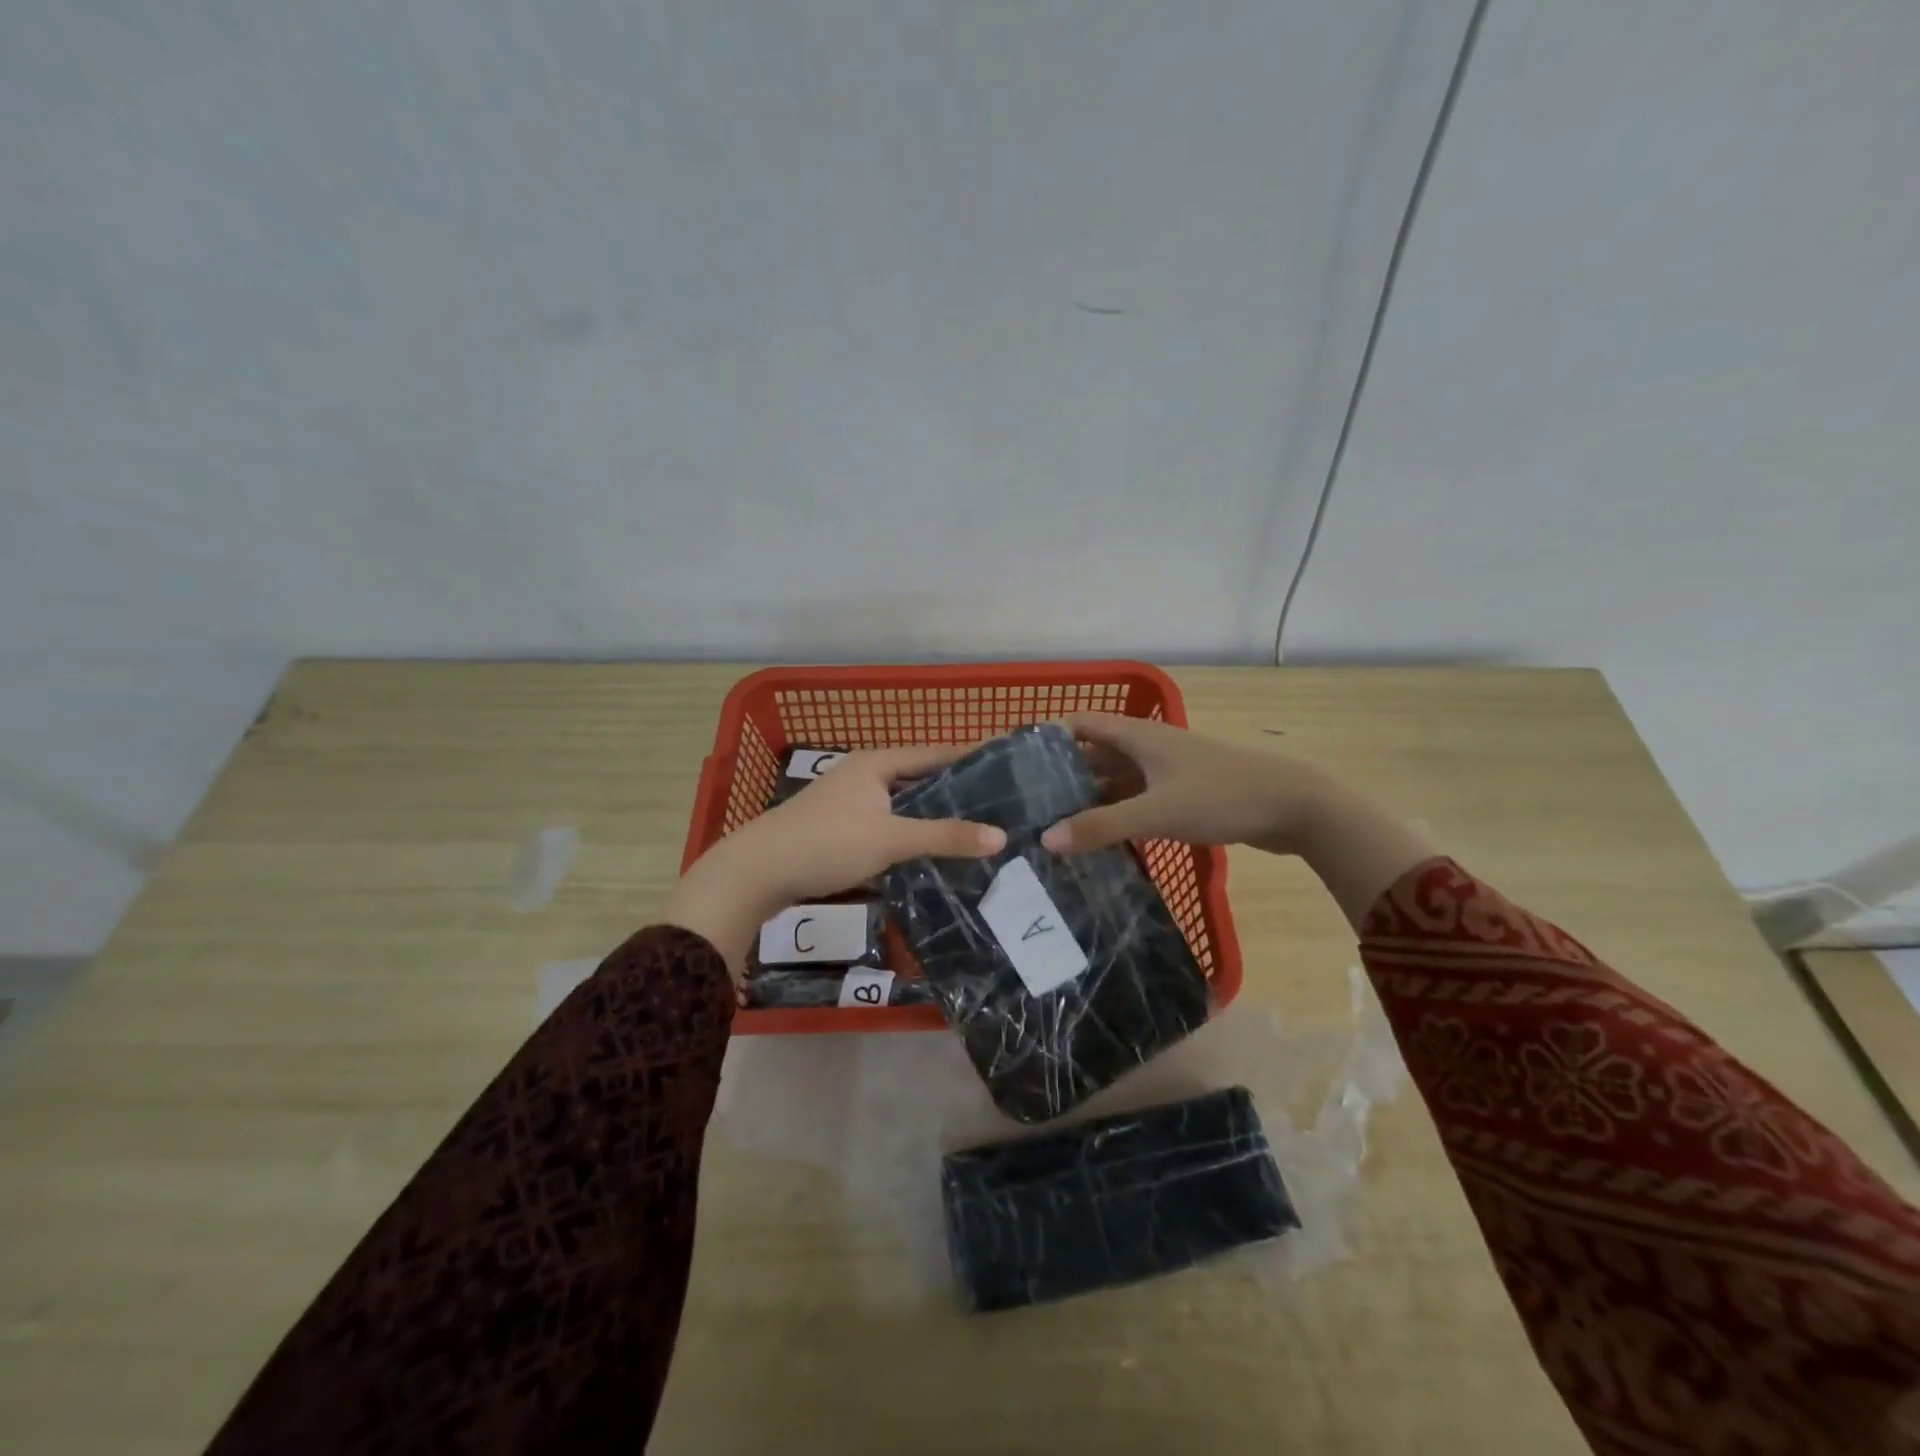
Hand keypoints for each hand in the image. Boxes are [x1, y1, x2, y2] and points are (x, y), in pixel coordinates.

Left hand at [664, 745, 1005, 973]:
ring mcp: (848, 801)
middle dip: (954, 789)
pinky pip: (886, 822)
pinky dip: (909, 831)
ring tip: (972, 826)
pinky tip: (927, 849)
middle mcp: (863, 774)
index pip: (935, 753)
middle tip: (997, 802)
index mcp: (877, 763)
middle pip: (918, 776)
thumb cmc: (827, 843)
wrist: (756, 872)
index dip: (970, 757)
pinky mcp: (838, 827)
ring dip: (931, 813)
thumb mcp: (890, 839)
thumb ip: (944, 836)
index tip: (1005, 762)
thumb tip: (1001, 836)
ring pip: (901, 803)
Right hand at [1039, 713, 1331, 855]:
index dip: (1048, 737)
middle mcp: (1148, 747)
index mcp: (1138, 736)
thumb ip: (1100, 825)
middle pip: (1095, 754)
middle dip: (1063, 775)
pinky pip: (1137, 799)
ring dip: (1090, 798)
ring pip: (1117, 780)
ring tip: (1054, 825)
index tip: (1015, 762)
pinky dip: (1116, 813)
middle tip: (1028, 804)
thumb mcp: (1156, 812)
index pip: (1081, 724)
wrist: (1295, 806)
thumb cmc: (1221, 796)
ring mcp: (1167, 771)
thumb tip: (1045, 840)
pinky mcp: (1183, 793)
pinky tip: (1099, 838)